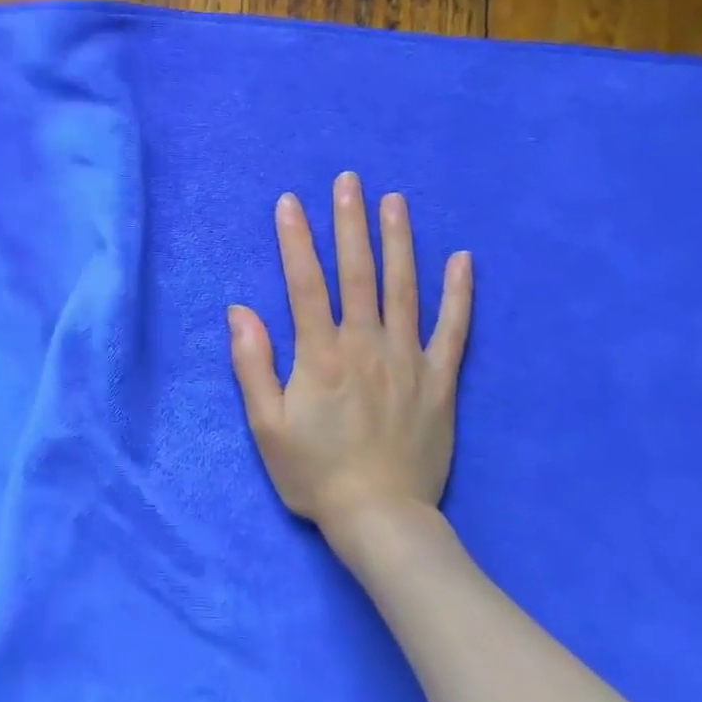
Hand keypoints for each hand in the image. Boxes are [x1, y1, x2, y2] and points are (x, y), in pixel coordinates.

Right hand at [228, 171, 473, 540]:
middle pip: (358, 273)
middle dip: (350, 223)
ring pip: (404, 289)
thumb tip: (239, 310)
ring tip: (395, 201)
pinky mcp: (440, 380)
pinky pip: (453, 330)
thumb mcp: (266, 425)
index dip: (296, 240)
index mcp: (321, 355)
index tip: (290, 202)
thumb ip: (252, 364)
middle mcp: (366, 346)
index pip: (305, 283)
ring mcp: (409, 360)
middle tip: (349, 181)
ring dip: (399, 241)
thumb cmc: (315, 473)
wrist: (382, 521)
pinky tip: (462, 259)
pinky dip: (459, 293)